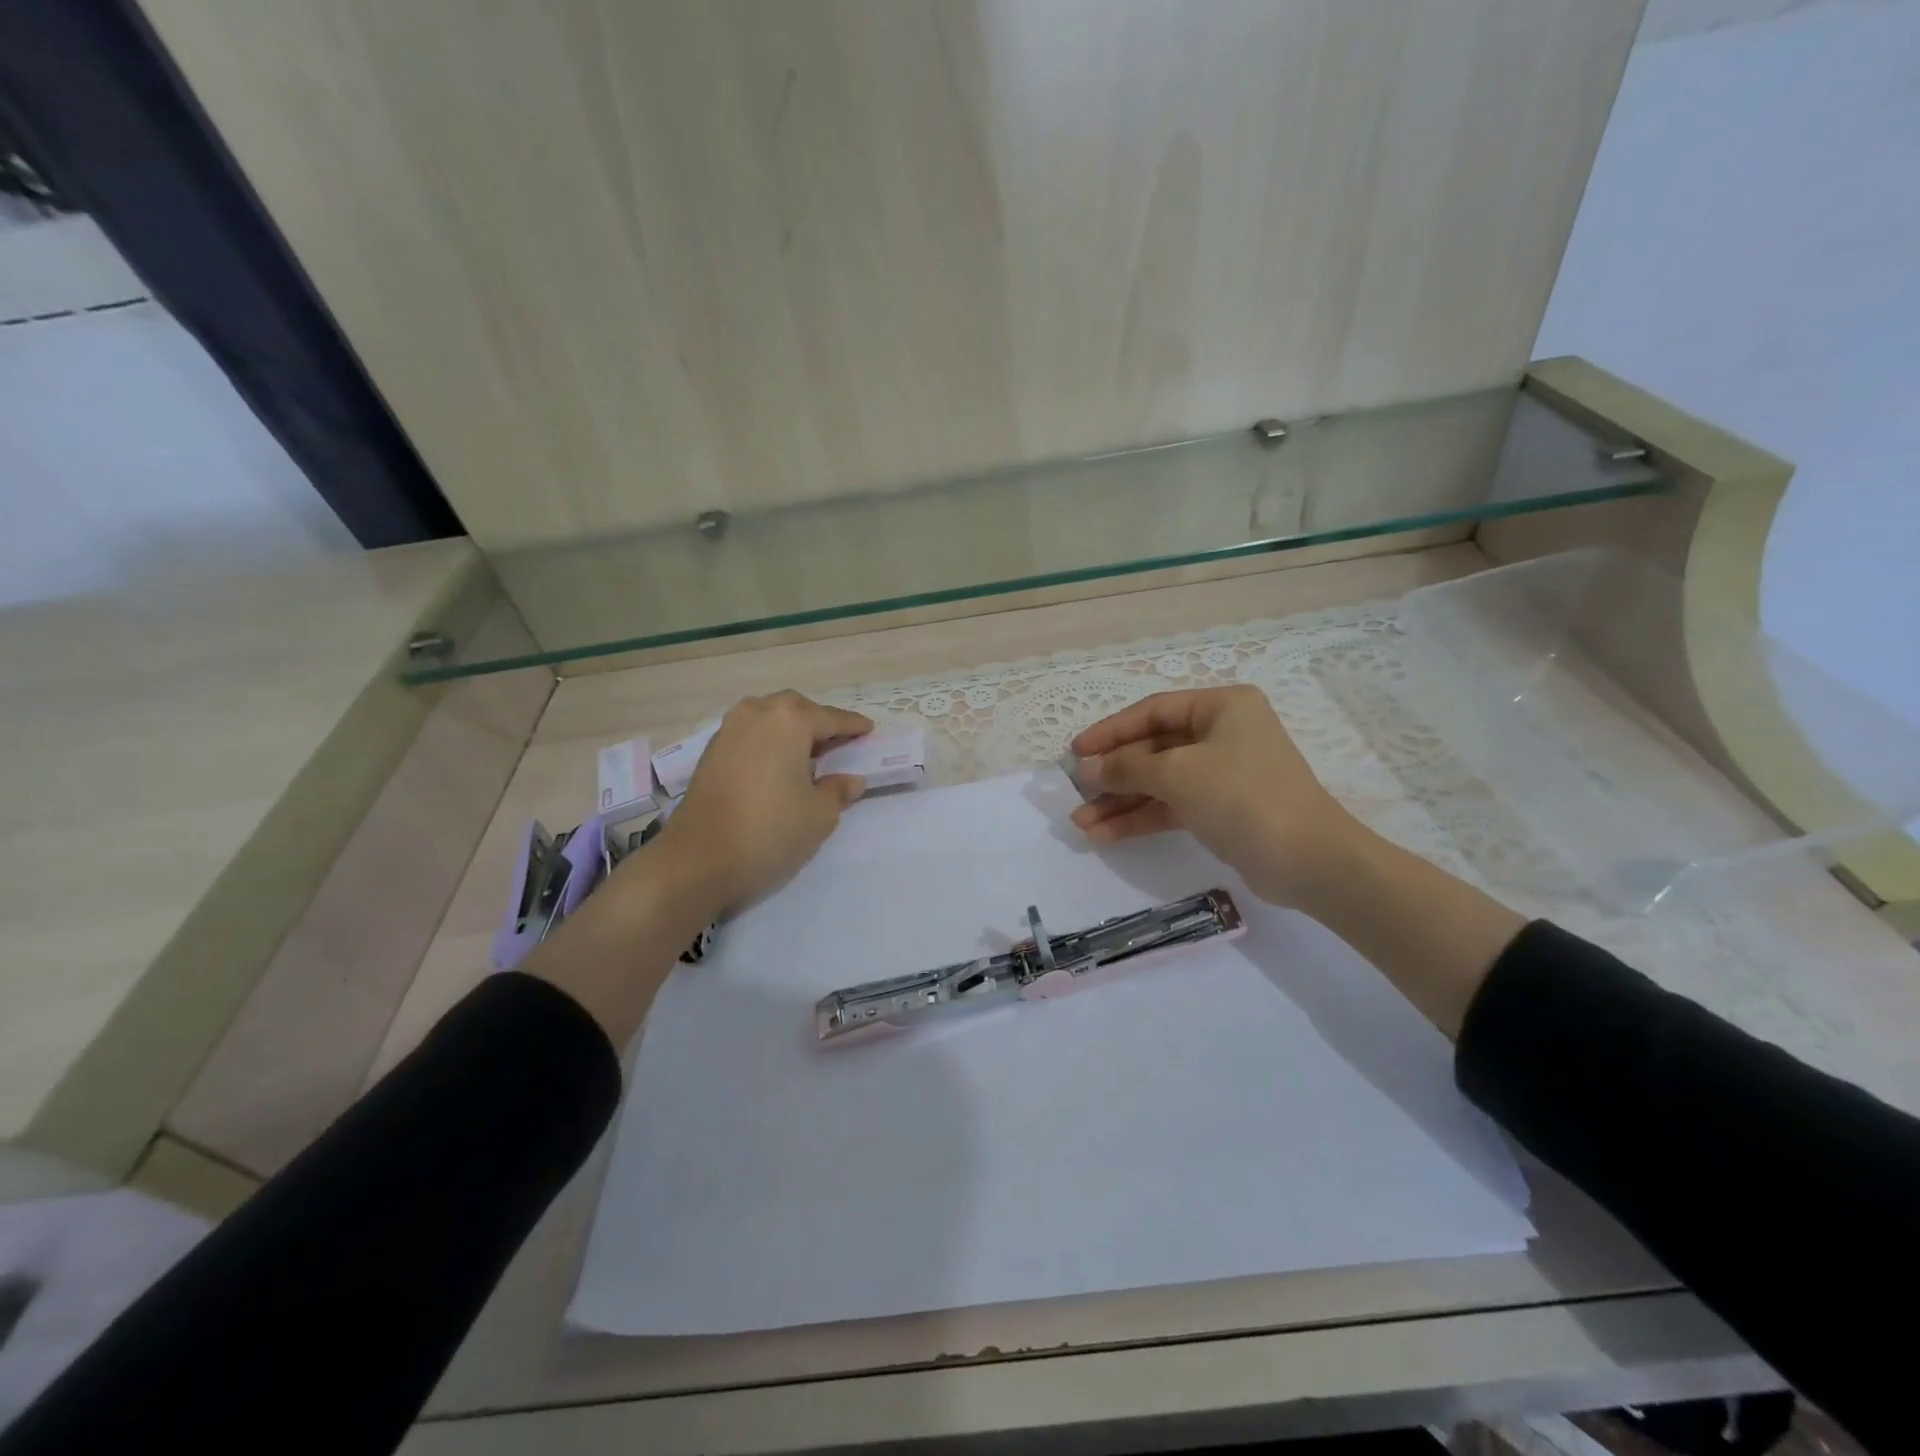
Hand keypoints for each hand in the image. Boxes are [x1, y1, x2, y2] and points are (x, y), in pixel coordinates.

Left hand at [654, 691, 872, 917]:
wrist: (697, 860)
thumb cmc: (769, 832)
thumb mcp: (818, 816)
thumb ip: (838, 791)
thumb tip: (851, 780)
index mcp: (789, 720)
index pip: (831, 718)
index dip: (853, 726)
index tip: (869, 731)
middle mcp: (757, 714)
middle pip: (796, 709)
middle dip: (818, 722)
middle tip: (838, 743)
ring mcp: (728, 730)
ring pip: (768, 717)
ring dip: (789, 730)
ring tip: (807, 754)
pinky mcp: (710, 752)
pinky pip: (749, 734)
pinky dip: (768, 742)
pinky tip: (776, 765)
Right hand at [1069, 685, 1359, 907]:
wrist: (1307, 860)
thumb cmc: (1241, 796)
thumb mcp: (1177, 774)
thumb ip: (1126, 767)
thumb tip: (1087, 768)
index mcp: (1221, 706)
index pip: (1152, 711)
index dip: (1110, 731)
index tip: (1075, 751)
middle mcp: (1222, 733)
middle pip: (1154, 748)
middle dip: (1113, 773)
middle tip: (1076, 790)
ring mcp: (1222, 773)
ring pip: (1160, 781)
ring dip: (1121, 802)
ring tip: (1081, 822)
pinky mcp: (1221, 809)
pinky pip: (1172, 806)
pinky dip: (1141, 818)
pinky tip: (1105, 835)